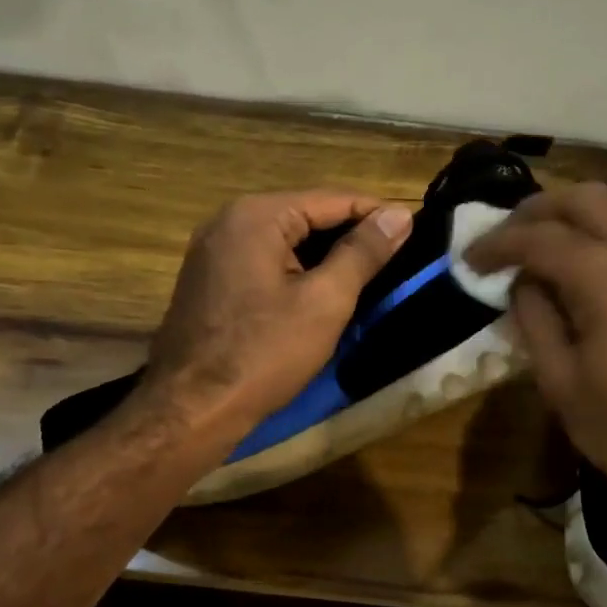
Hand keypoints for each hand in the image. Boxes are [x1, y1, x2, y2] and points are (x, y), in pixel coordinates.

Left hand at [139, 190, 412, 440]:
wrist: (191, 407)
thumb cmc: (264, 353)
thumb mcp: (325, 301)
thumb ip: (363, 253)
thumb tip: (398, 214)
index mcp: (257, 215)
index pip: (331, 199)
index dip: (376, 214)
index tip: (414, 233)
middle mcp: (229, 220)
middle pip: (306, 216)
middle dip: (351, 236)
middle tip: (396, 259)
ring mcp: (213, 251)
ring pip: (285, 241)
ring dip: (325, 256)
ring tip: (369, 277)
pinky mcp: (209, 280)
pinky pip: (264, 262)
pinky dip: (296, 271)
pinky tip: (322, 294)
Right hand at [465, 183, 606, 506]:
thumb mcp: (562, 383)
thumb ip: (535, 319)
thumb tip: (522, 283)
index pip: (543, 238)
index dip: (499, 244)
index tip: (470, 259)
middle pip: (586, 200)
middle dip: (536, 211)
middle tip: (502, 238)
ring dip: (572, 216)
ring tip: (536, 244)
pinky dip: (603, 232)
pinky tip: (580, 261)